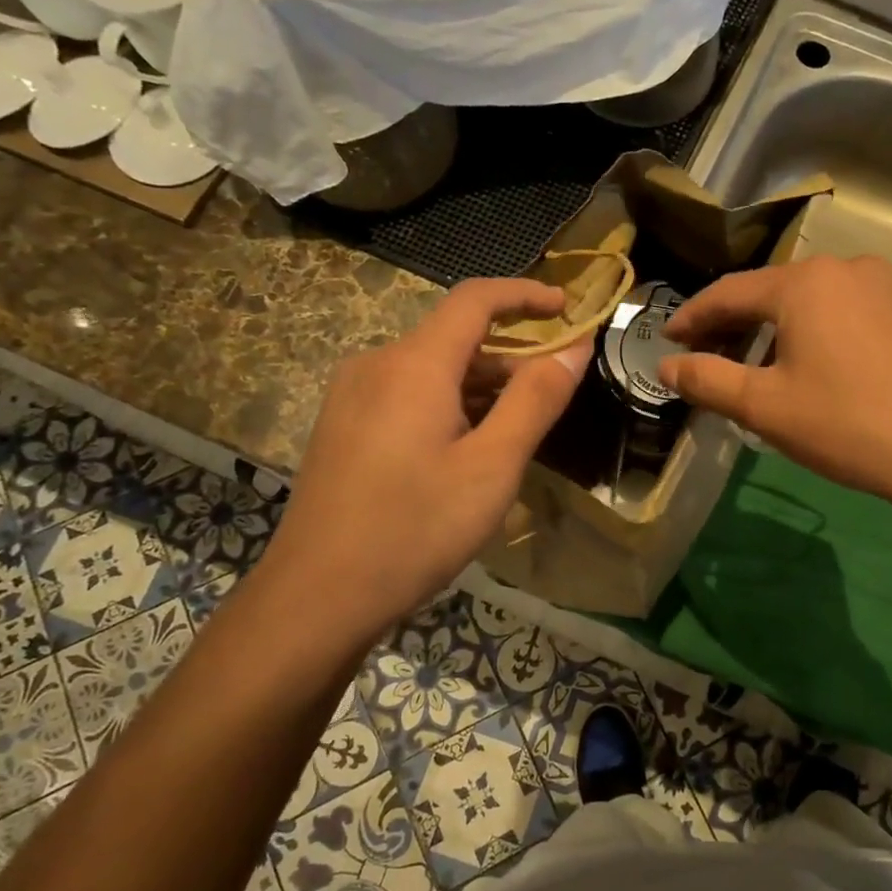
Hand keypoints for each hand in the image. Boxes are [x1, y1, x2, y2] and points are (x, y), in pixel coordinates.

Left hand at [255, 279, 587, 646]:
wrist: (317, 596)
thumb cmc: (415, 529)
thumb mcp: (492, 467)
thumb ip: (536, 401)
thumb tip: (574, 349)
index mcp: (414, 364)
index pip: (475, 299)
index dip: (525, 294)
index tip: (567, 307)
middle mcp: (377, 364)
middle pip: (455, 337)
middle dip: (510, 355)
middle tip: (552, 395)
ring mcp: (352, 396)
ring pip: (431, 370)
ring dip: (481, 385)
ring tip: (516, 432)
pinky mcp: (343, 426)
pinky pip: (407, 395)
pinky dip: (450, 404)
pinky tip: (466, 450)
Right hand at [659, 256, 891, 515]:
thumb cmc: (845, 424)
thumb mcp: (764, 407)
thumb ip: (707, 380)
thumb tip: (665, 366)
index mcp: (803, 283)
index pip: (729, 292)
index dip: (693, 316)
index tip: (668, 339)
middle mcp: (845, 268)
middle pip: (772, 291)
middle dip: (735, 323)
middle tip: (708, 355)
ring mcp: (886, 285)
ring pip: (813, 300)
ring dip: (778, 328)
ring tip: (760, 366)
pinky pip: (848, 311)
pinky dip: (819, 330)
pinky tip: (818, 365)